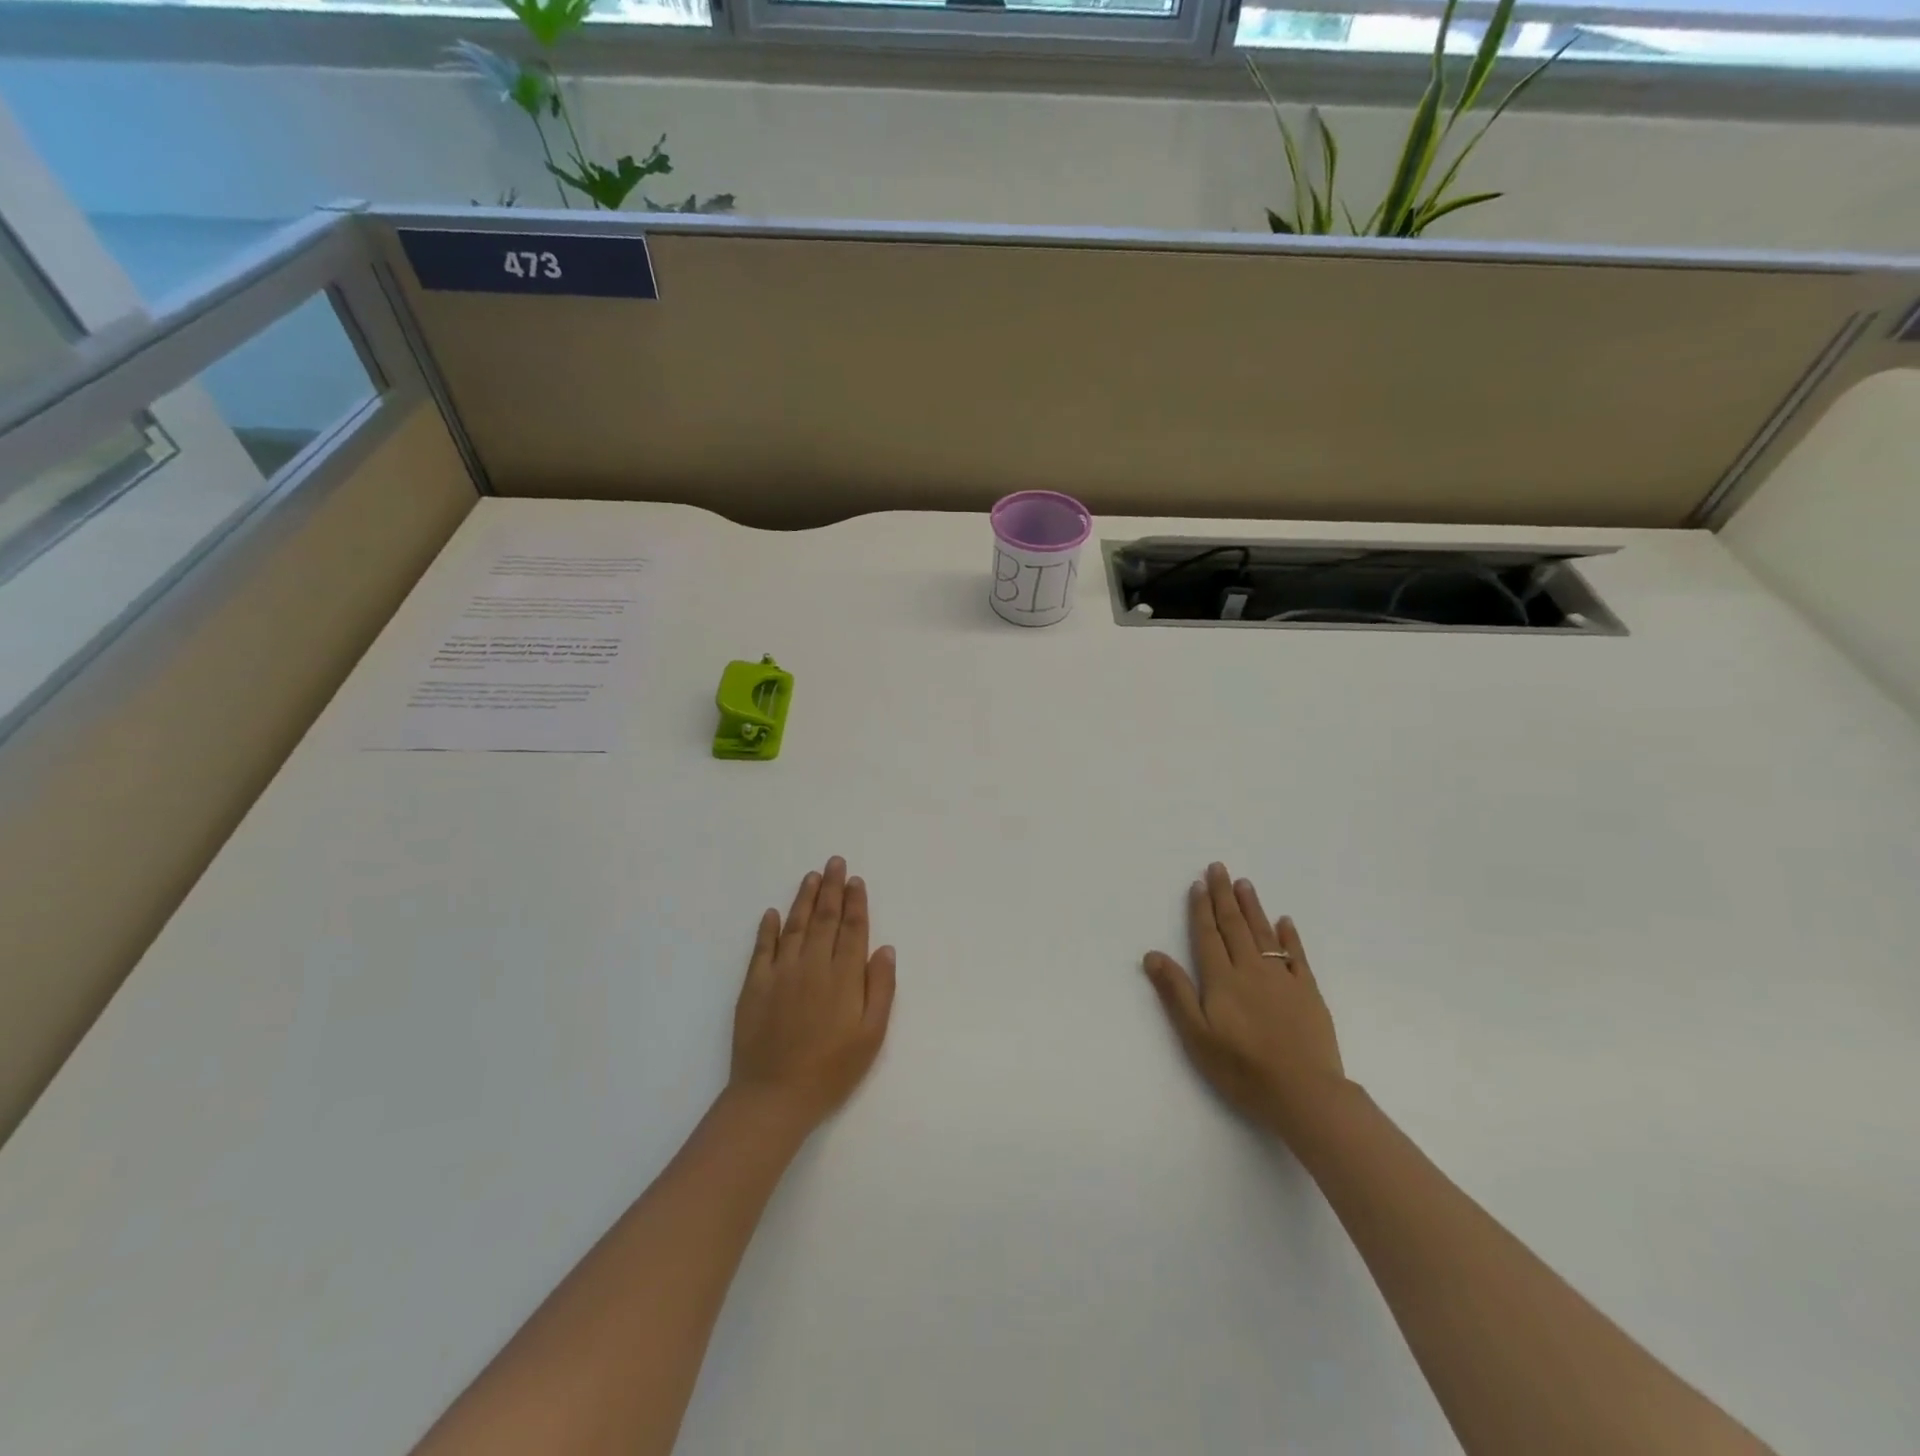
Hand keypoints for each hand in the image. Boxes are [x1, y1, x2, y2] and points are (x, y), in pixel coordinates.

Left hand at [729, 857, 896, 1131]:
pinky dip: (768, 928)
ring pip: (794, 925)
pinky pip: (762, 948)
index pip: (853, 929)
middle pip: (824, 918)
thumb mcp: (871, 1036)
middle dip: (831, 888)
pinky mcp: (754, 985)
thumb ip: (880, 989)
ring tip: (811, 877)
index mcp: (844, 976)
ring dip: (804, 899)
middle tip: (834, 862)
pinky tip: (772, 912)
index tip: (856, 880)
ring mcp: (780, 972)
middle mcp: (813, 965)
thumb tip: (885, 949)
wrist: (774, 1096)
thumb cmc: (831, 1070)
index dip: (856, 902)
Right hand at [1143, 862, 1345, 1139]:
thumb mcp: (1196, 1036)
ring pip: (1263, 933)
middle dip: (1224, 895)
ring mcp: (1282, 978)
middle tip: (1219, 868)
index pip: (1207, 935)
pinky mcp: (1308, 992)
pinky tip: (1284, 921)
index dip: (1201, 909)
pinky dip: (1288, 936)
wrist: (1304, 1093)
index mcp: (1222, 979)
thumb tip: (1152, 954)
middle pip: (1234, 925)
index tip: (1198, 884)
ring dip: (1252, 906)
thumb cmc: (1242, 1069)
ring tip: (1244, 883)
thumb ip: (1175, 992)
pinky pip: (1296, 955)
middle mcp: (1250, 970)